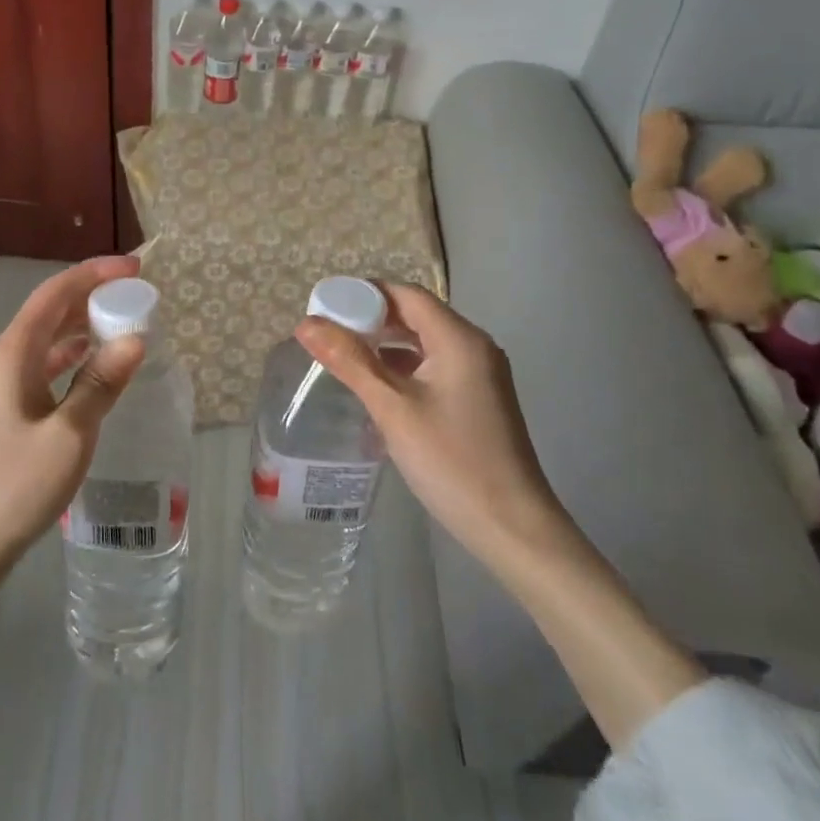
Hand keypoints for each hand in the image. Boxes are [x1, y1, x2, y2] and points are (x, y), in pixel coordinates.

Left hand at [0, 255, 145, 611]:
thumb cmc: (13, 486)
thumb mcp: (69, 435)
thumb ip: (101, 383)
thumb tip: (135, 339)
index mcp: (12, 353)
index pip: (55, 293)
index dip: (94, 274)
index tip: (135, 268)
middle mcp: (2, 359)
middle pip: (50, 311)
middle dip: (93, 297)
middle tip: (137, 297)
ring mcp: (0, 385)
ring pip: (47, 340)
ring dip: (83, 328)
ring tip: (125, 326)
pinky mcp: (4, 410)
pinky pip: (43, 367)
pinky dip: (72, 358)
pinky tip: (95, 368)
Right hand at [297, 284, 565, 565]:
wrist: (512, 528)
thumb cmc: (451, 461)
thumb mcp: (393, 408)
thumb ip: (349, 361)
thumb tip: (307, 324)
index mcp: (459, 339)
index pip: (406, 294)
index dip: (364, 293)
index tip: (325, 305)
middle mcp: (473, 347)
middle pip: (416, 315)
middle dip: (371, 318)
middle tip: (327, 332)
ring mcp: (479, 374)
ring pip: (424, 342)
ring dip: (386, 344)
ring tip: (343, 356)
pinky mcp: (477, 399)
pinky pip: (434, 366)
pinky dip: (403, 367)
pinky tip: (377, 386)